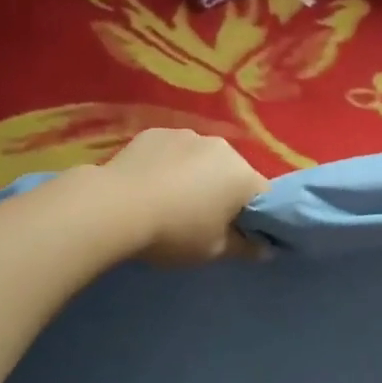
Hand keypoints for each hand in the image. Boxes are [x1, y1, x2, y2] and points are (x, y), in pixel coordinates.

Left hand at [99, 129, 269, 264]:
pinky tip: (148, 185)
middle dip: (223, 192)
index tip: (237, 233)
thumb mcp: (213, 250)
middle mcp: (221, 147)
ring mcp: (187, 134)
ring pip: (201, 158)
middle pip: (232, 172)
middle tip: (202, 220)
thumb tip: (265, 249)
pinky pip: (172, 150)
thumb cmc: (174, 232)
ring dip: (195, 175)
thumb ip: (244, 248)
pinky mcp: (156, 132)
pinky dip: (168, 164)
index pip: (263, 196)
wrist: (116, 206)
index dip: (254, 216)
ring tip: (170, 200)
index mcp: (242, 175)